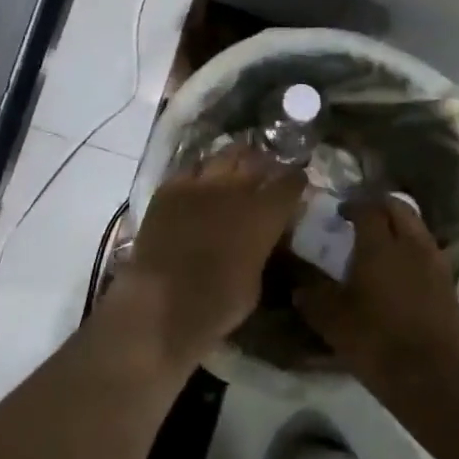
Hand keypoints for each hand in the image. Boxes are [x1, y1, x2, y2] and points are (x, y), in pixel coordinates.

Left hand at [116, 146, 305, 368]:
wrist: (160, 302)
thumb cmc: (217, 303)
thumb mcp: (256, 280)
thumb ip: (261, 249)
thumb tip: (258, 240)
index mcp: (264, 214)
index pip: (290, 182)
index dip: (296, 180)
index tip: (297, 182)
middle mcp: (235, 189)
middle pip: (257, 160)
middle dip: (266, 163)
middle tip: (267, 169)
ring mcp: (199, 184)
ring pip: (224, 155)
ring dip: (235, 159)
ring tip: (236, 164)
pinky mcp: (169, 189)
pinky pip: (191, 169)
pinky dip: (201, 173)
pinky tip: (200, 181)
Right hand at [294, 196, 458, 391]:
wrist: (432, 377)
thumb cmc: (376, 341)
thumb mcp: (332, 321)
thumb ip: (313, 298)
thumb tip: (300, 290)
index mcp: (380, 245)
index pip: (368, 208)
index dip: (353, 205)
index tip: (340, 213)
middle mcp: (412, 245)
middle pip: (400, 208)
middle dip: (381, 206)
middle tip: (363, 218)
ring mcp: (436, 264)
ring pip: (419, 229)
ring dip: (401, 227)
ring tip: (383, 243)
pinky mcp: (450, 286)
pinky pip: (430, 253)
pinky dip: (414, 250)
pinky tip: (402, 271)